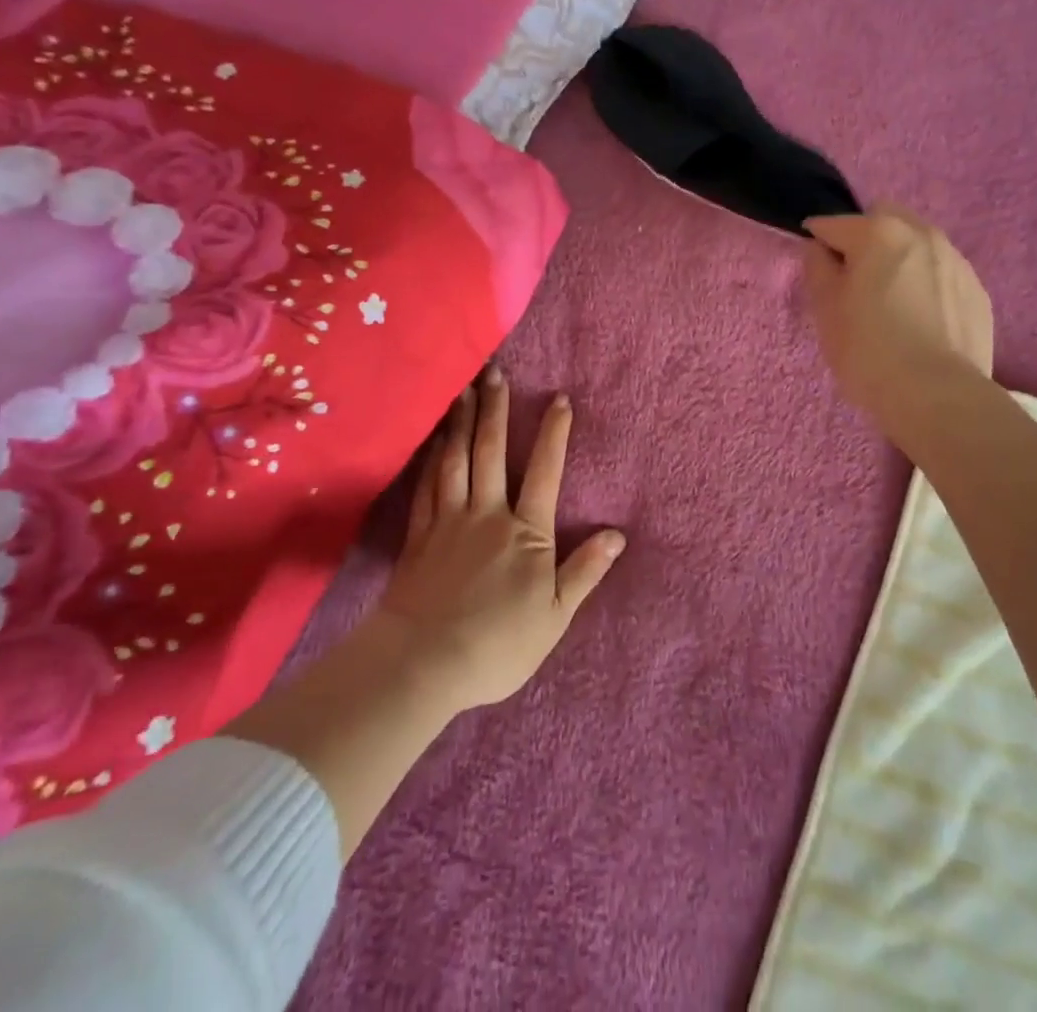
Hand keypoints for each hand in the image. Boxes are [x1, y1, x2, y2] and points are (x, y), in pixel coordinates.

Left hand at [376, 368, 623, 711]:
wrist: (423, 664)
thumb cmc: (498, 645)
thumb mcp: (555, 616)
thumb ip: (585, 571)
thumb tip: (617, 535)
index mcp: (526, 532)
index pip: (545, 472)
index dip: (554, 433)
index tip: (560, 398)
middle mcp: (488, 514)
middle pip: (492, 452)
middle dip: (497, 409)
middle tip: (495, 371)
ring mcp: (449, 521)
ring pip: (456, 460)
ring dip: (461, 422)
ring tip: (463, 389)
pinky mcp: (420, 535)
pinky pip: (426, 485)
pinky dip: (430, 458)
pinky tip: (432, 440)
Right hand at [803, 206, 994, 440]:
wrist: (938, 396)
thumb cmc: (868, 351)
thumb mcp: (825, 310)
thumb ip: (817, 268)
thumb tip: (820, 249)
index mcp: (878, 233)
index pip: (833, 225)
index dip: (817, 243)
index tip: (815, 269)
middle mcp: (922, 234)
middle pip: (884, 219)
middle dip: (865, 238)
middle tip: (856, 281)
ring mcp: (956, 260)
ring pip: (918, 243)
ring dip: (900, 259)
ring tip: (892, 303)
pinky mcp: (977, 290)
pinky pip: (942, 273)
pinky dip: (926, 284)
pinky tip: (921, 321)